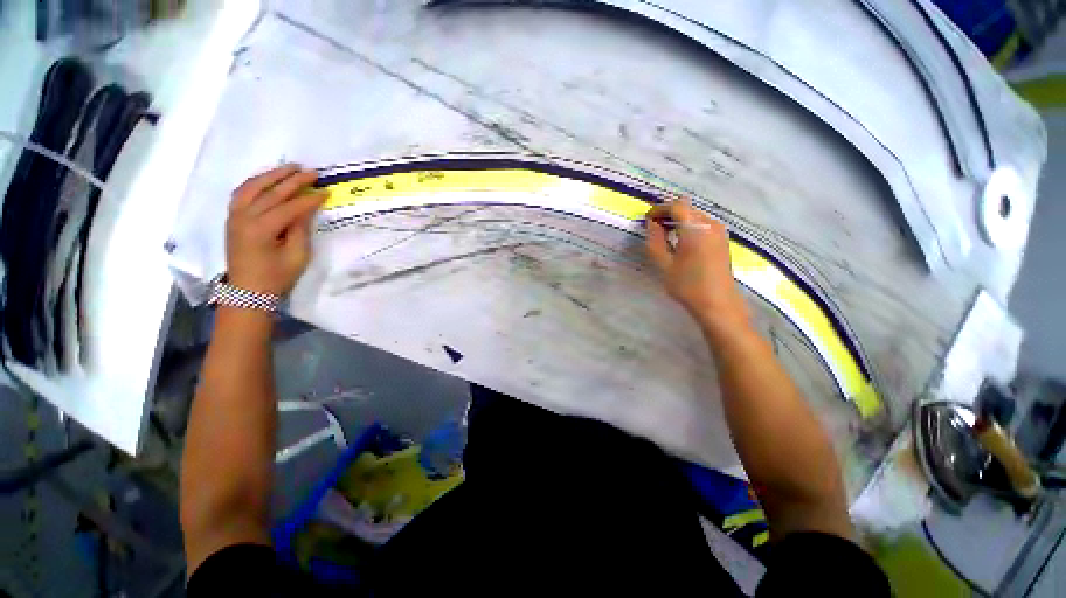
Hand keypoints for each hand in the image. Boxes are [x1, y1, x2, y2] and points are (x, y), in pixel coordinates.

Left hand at [226, 164, 325, 295]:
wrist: (248, 291)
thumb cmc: (277, 277)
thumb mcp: (297, 256)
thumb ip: (301, 229)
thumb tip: (306, 209)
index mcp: (261, 229)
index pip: (290, 207)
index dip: (309, 199)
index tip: (326, 191)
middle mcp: (244, 217)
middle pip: (271, 192)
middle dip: (293, 181)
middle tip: (312, 172)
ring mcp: (234, 216)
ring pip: (252, 187)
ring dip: (272, 175)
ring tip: (290, 168)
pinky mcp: (232, 218)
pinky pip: (242, 193)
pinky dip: (255, 183)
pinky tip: (267, 179)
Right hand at [645, 199, 750, 334]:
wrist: (717, 303)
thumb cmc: (687, 285)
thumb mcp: (664, 264)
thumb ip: (655, 241)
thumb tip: (651, 223)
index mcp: (696, 229)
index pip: (676, 206)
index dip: (659, 209)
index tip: (647, 219)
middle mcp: (710, 224)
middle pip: (686, 208)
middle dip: (668, 213)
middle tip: (652, 228)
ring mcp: (719, 231)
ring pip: (694, 215)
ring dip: (678, 220)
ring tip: (664, 235)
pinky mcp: (722, 238)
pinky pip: (702, 223)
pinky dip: (688, 226)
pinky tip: (679, 241)